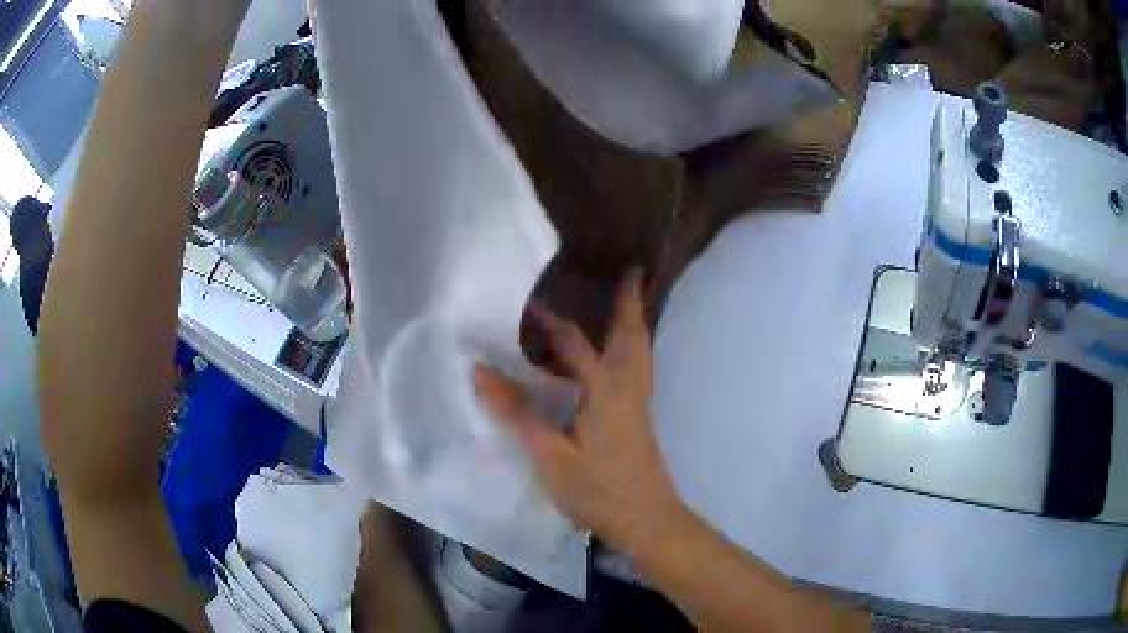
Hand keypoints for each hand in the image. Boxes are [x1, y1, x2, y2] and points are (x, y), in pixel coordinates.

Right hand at [475, 270, 684, 553]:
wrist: (647, 520)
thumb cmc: (598, 489)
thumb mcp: (549, 454)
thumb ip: (516, 412)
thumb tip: (480, 371)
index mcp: (605, 390)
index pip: (575, 343)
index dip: (550, 322)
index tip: (531, 301)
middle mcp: (627, 388)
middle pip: (631, 336)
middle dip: (628, 304)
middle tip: (631, 275)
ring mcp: (638, 404)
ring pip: (640, 353)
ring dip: (633, 325)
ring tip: (627, 306)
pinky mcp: (639, 420)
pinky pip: (636, 371)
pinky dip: (630, 351)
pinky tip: (613, 362)